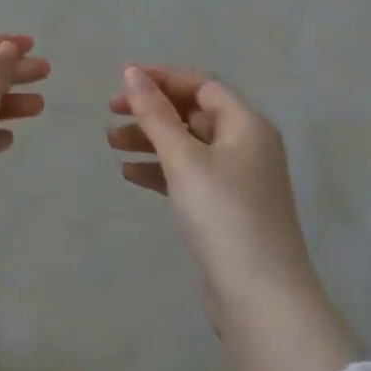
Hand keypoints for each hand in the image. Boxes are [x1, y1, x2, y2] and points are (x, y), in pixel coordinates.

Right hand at [110, 65, 358, 370]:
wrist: (260, 297)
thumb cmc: (222, 214)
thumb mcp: (183, 157)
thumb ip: (155, 113)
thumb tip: (132, 72)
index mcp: (246, 125)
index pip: (202, 85)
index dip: (162, 78)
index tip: (123, 80)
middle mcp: (246, 146)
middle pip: (192, 114)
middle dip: (151, 110)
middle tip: (110, 112)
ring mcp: (237, 180)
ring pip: (186, 145)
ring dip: (150, 139)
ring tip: (111, 142)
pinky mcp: (225, 209)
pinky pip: (188, 176)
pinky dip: (160, 170)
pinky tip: (129, 174)